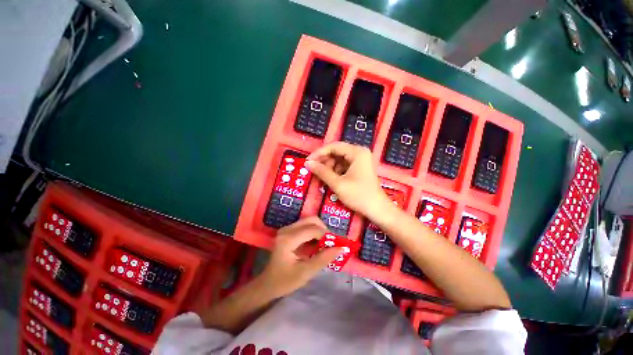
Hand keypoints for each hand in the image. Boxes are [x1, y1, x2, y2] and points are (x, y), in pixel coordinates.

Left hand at [259, 217, 341, 298]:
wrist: (268, 283)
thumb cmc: (285, 281)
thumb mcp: (306, 272)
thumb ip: (324, 258)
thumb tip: (341, 248)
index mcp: (288, 239)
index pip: (313, 230)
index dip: (327, 235)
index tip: (336, 245)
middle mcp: (287, 229)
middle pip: (311, 220)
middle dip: (324, 229)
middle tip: (330, 243)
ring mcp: (287, 228)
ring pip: (309, 221)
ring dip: (320, 230)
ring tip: (325, 244)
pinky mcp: (288, 231)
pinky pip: (305, 225)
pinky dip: (314, 232)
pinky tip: (317, 244)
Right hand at [305, 142, 392, 219]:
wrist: (377, 210)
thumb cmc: (359, 195)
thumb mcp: (338, 183)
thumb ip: (322, 172)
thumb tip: (308, 163)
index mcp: (357, 152)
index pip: (333, 146)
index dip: (319, 153)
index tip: (308, 162)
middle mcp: (359, 153)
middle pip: (336, 152)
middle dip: (324, 161)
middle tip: (314, 171)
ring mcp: (361, 161)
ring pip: (339, 159)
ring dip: (329, 167)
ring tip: (323, 178)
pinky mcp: (360, 168)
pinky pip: (344, 166)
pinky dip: (336, 171)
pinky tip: (331, 179)